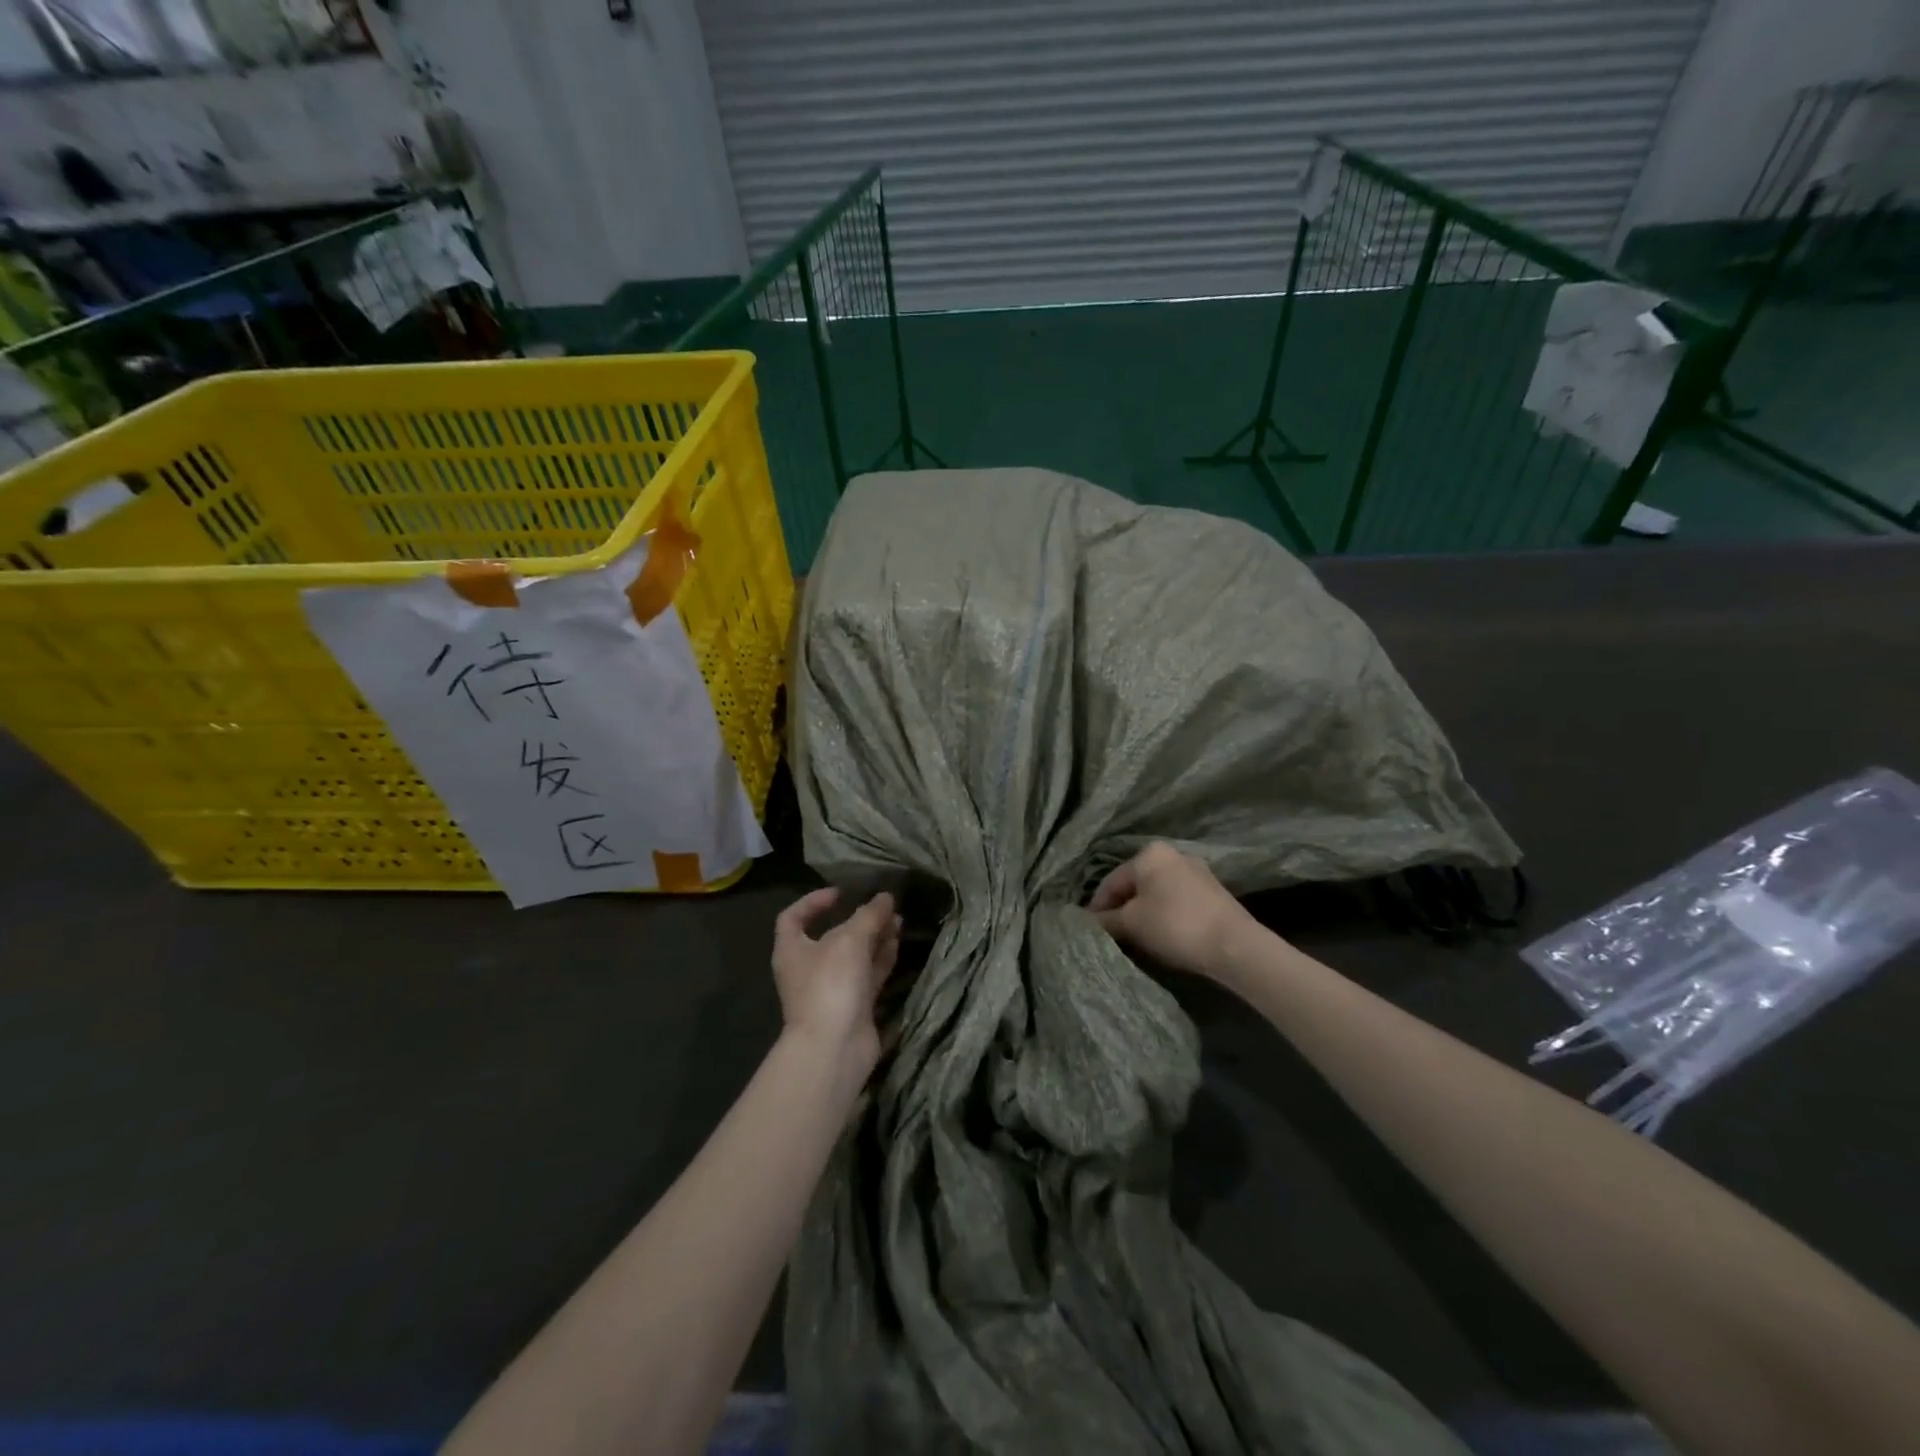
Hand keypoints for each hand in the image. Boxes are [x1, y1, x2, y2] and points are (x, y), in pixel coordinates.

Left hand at [772, 888, 901, 1076]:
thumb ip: (869, 915)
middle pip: (833, 935)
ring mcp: (832, 988)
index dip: (813, 901)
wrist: (835, 1048)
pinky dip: (882, 957)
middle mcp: (808, 968)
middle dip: (859, 919)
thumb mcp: (850, 940)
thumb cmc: (831, 984)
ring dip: (875, 936)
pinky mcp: (854, 1005)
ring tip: (899, 920)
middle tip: (884, 906)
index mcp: (792, 949)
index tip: (840, 893)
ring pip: (855, 955)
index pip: (793, 917)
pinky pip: (869, 974)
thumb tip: (885, 897)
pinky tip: (898, 942)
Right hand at [1090, 842, 1256, 980]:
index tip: (1089, 930)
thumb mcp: (1131, 924)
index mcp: (1148, 853)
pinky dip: (1163, 914)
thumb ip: (1106, 920)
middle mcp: (1171, 854)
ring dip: (1142, 913)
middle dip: (1121, 909)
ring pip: (1155, 892)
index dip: (1097, 907)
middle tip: (1111, 935)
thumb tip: (1087, 921)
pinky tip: (1161, 934)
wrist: (1234, 945)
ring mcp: (1195, 871)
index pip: (1111, 881)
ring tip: (1134, 937)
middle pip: (1134, 884)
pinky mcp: (1211, 891)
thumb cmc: (1174, 925)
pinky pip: (1175, 899)